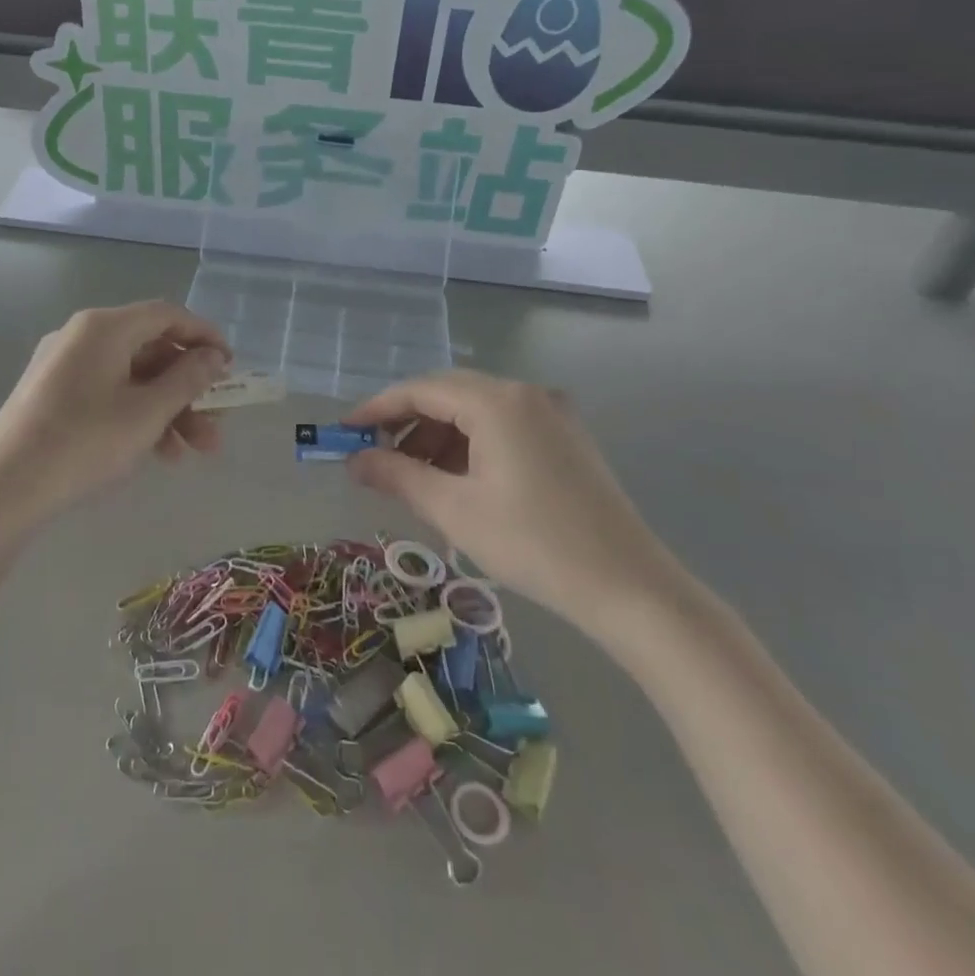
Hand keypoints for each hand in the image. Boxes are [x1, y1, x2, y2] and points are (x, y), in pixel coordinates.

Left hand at [0, 302, 229, 518]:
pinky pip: (108, 392)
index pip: (168, 315)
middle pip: (151, 349)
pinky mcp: (53, 394)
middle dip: (189, 389)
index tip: (231, 367)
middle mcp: (83, 336)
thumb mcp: (147, 412)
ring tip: (193, 452)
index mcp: (104, 327)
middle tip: (216, 424)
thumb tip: (213, 356)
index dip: (205, 337)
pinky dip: (137, 415)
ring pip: (132, 377)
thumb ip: (188, 379)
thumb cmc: (84, 442)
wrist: (3, 489)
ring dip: (168, 409)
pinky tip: (157, 453)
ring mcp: (64, 365)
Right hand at [346, 371, 679, 640]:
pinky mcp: (566, 436)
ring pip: (476, 411)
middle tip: (376, 458)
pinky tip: (457, 480)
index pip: (422, 389)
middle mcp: (525, 392)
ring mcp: (551, 412)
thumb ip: (397, 475)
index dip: (378, 408)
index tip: (345, 432)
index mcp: (498, 401)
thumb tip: (354, 460)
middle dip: (407, 424)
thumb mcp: (453, 509)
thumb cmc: (533, 544)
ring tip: (414, 478)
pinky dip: (471, 446)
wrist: (628, 586)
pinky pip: (503, 426)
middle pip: (449, 394)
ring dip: (439, 437)